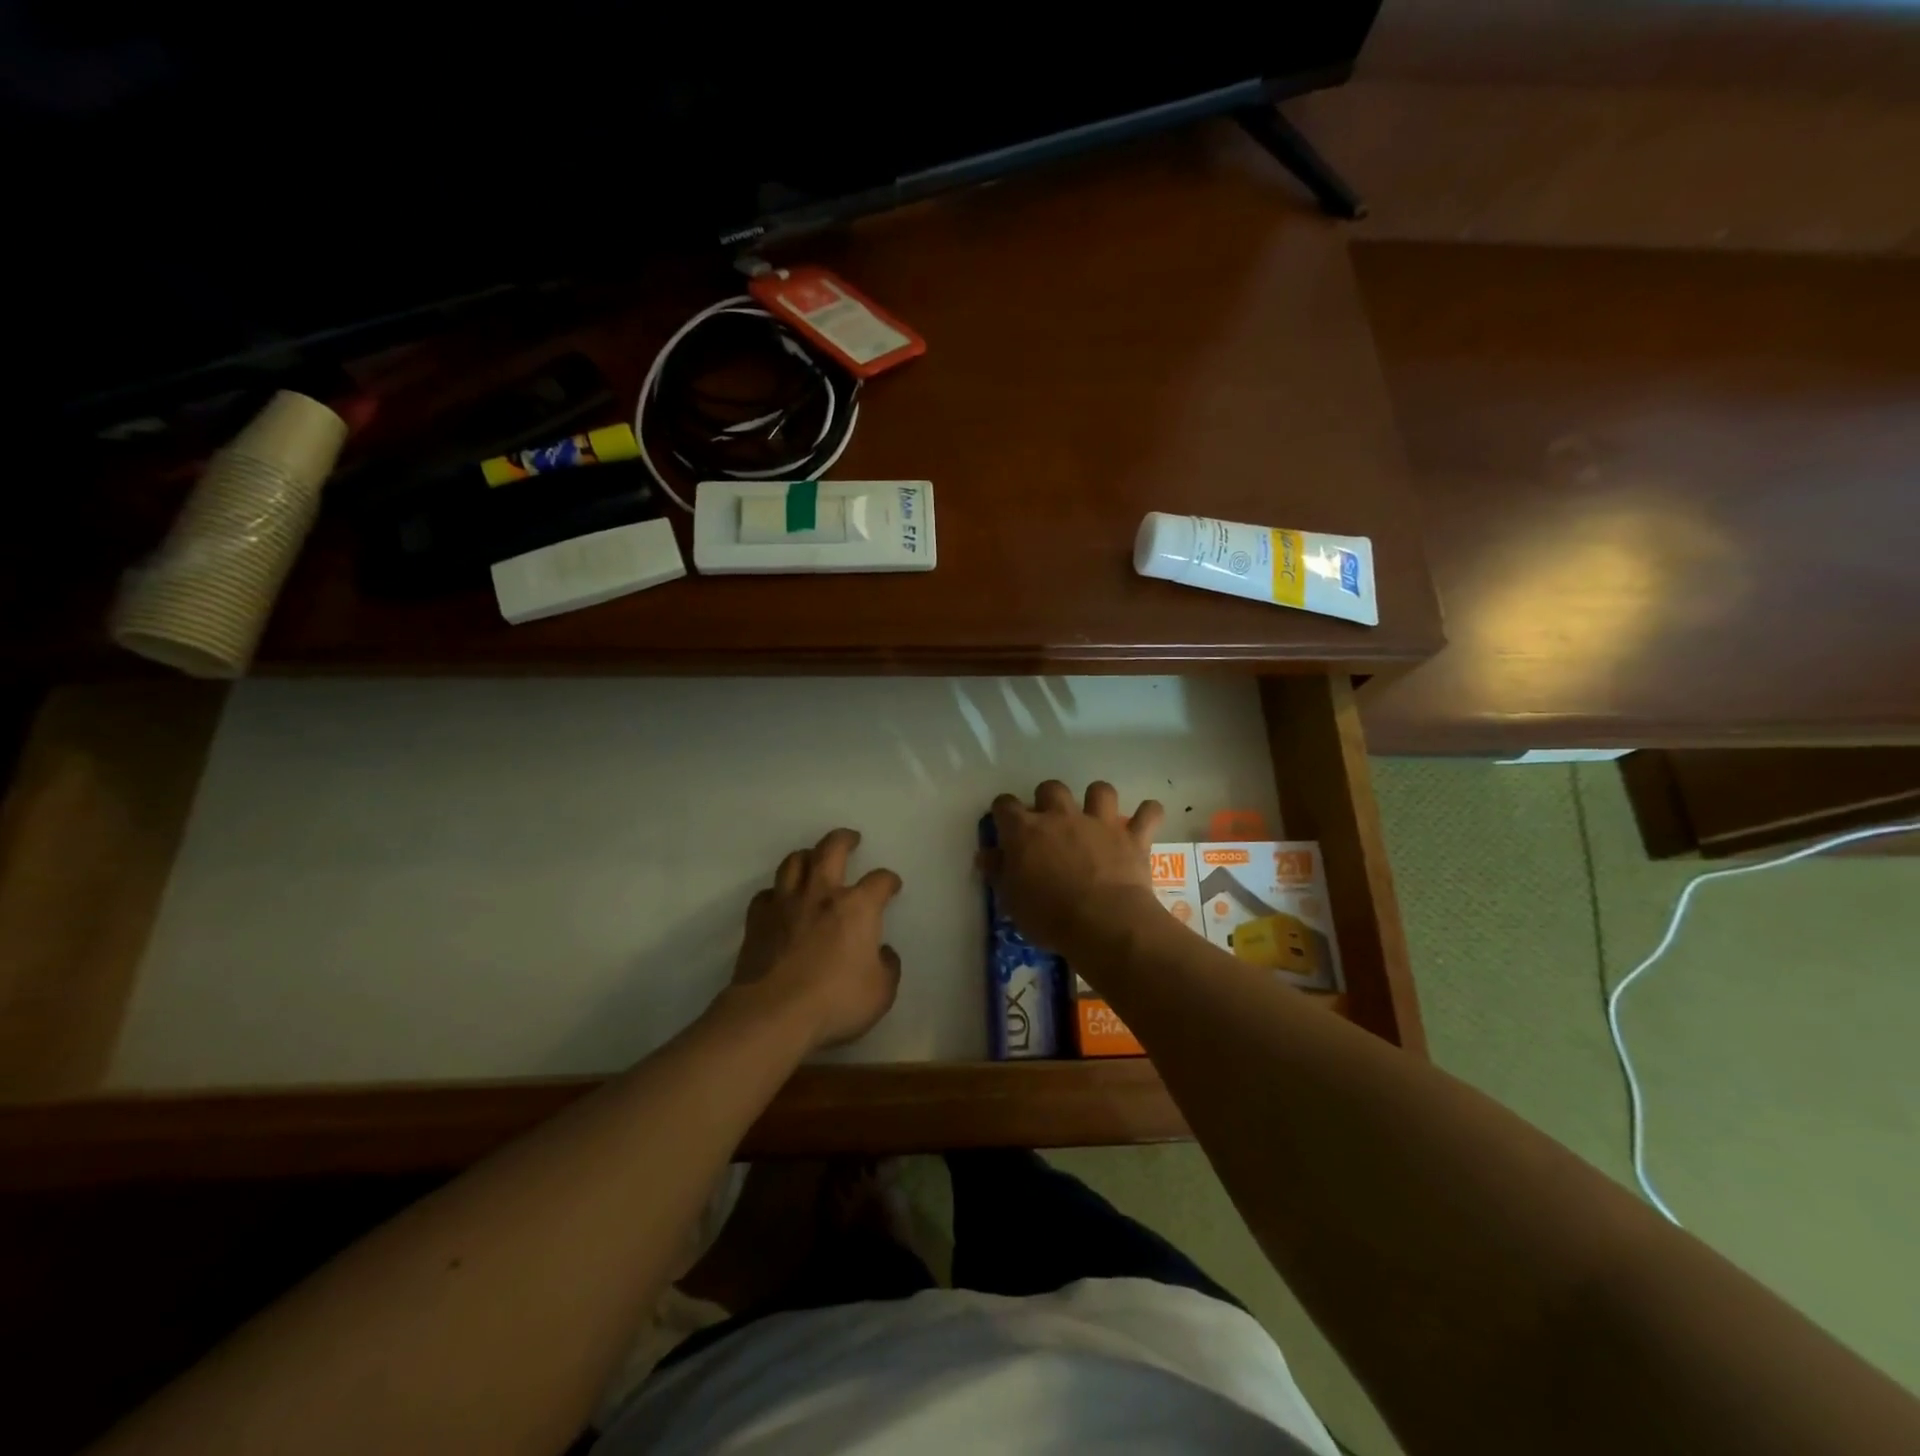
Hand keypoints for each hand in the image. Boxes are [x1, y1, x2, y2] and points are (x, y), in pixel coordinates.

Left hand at [729, 829, 902, 1050]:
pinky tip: (780, 900)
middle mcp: (821, 894)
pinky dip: (776, 893)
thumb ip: (887, 966)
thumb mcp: (881, 992)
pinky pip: (767, 894)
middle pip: (831, 849)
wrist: (774, 1014)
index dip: (889, 880)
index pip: (879, 880)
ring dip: (807, 856)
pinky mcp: (757, 921)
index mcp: (857, 907)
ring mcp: (785, 904)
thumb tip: (882, 952)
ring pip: (793, 862)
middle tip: (851, 839)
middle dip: (844, 839)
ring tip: (813, 859)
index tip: (892, 886)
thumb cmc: (836, 1001)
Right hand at [983, 781, 1163, 956]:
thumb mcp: (1011, 900)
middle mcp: (1061, 816)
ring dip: (1097, 799)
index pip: (1005, 805)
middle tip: (1051, 823)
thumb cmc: (1048, 916)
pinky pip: (1148, 813)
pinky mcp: (1132, 837)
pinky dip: (1148, 814)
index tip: (1005, 825)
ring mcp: (1099, 823)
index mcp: (1026, 831)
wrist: (1103, 923)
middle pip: (1051, 788)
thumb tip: (987, 854)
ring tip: (1097, 816)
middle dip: (1049, 800)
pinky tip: (1145, 820)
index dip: (1003, 812)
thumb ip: (998, 872)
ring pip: (1100, 790)